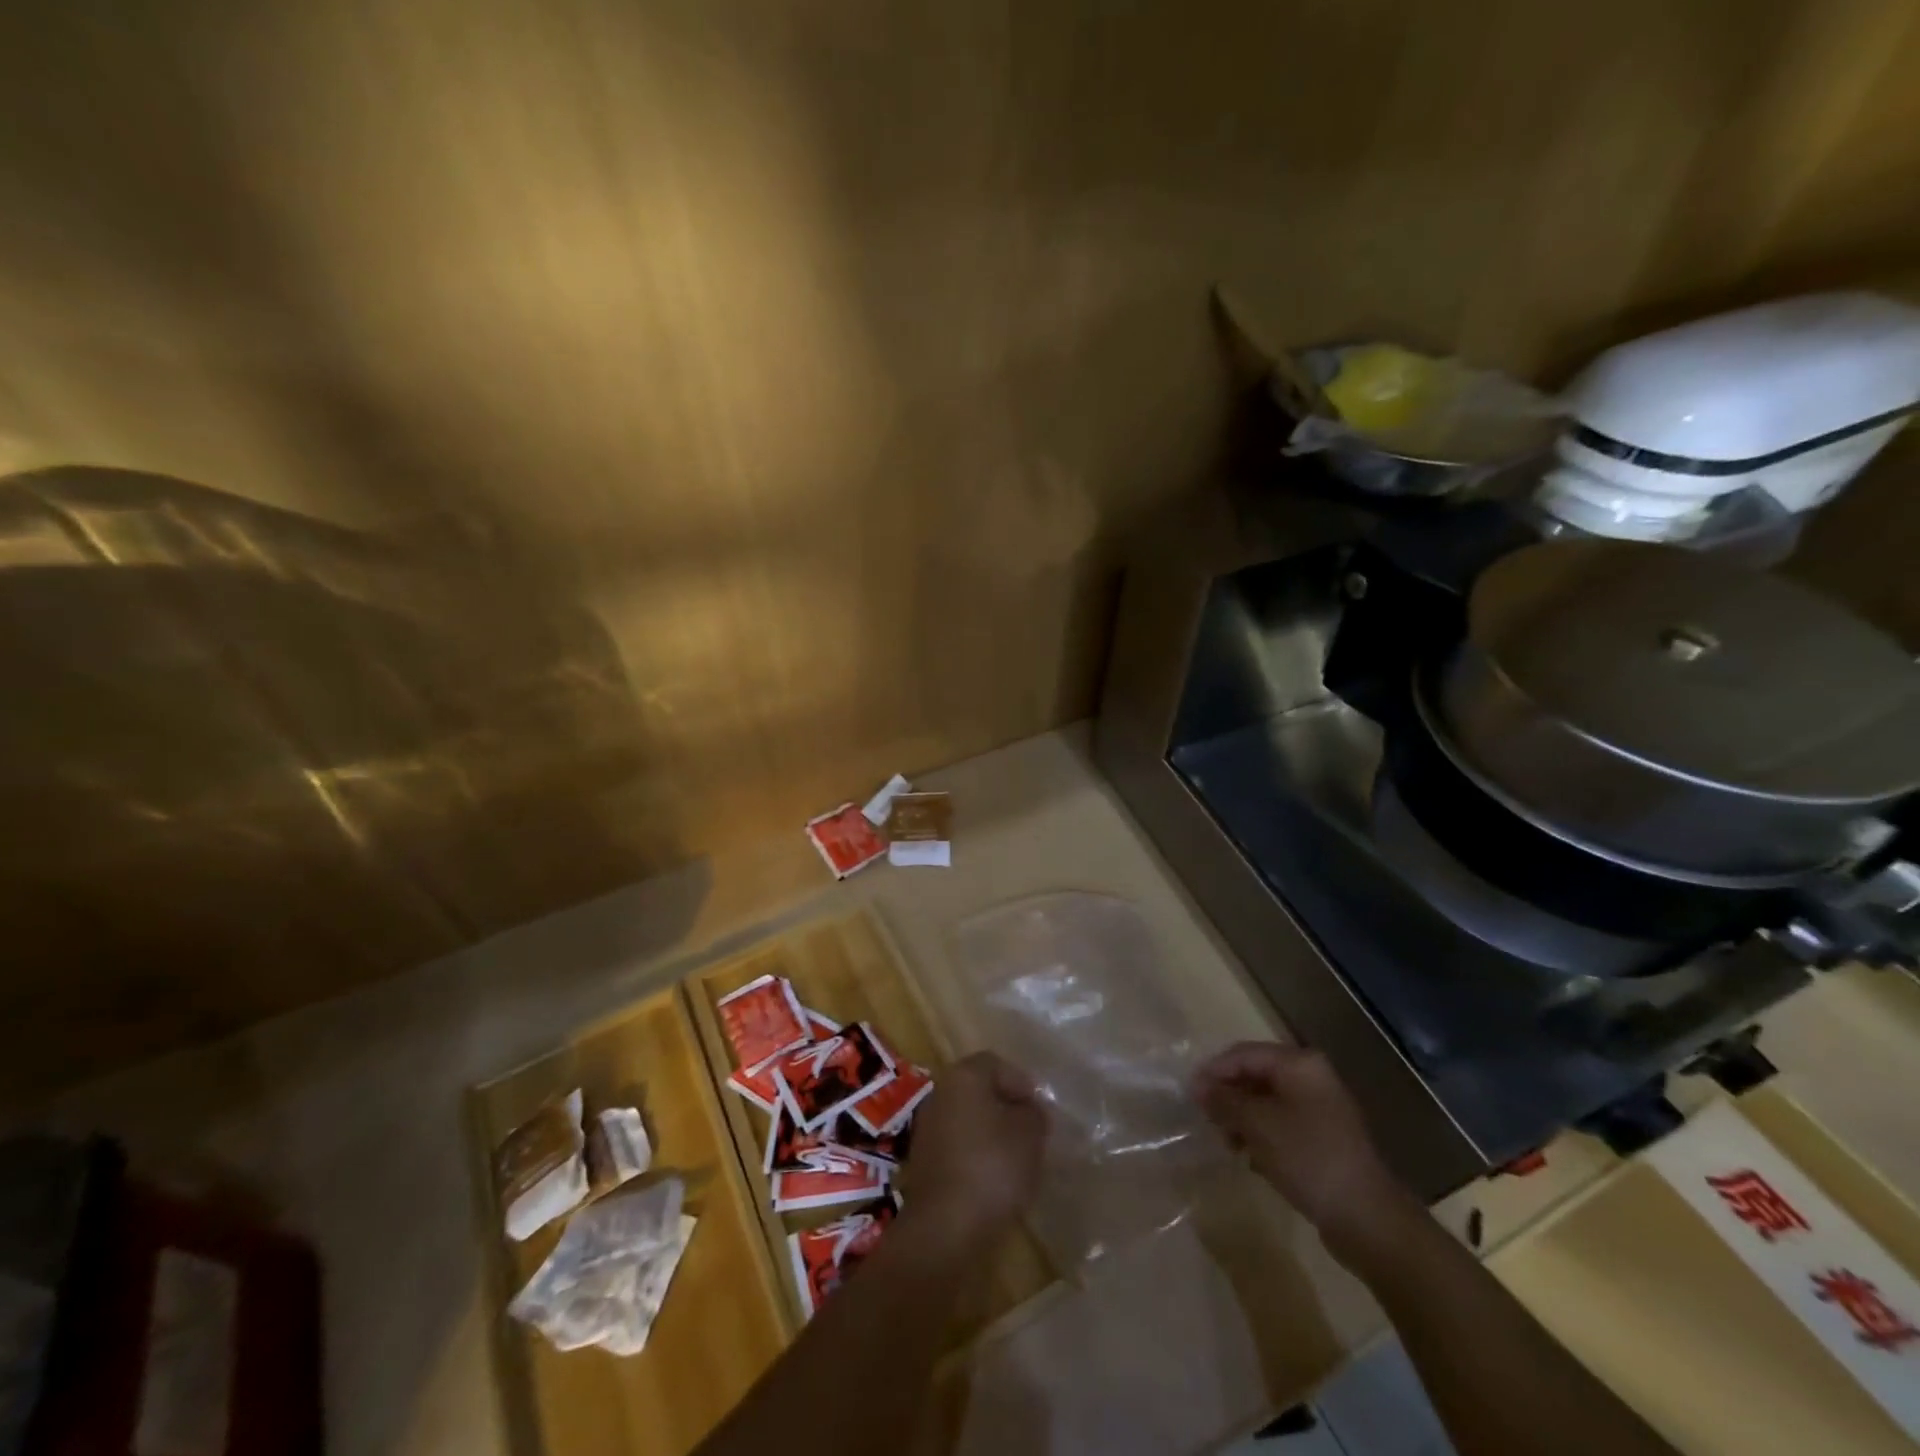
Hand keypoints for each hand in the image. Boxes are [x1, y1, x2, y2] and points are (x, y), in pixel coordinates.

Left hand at [905, 1051, 1047, 1251]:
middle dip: (1006, 1108)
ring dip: (991, 1133)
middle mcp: (941, 1092)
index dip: (1021, 1084)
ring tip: (1016, 1160)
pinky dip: (976, 1155)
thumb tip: (1029, 1111)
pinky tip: (993, 1180)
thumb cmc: (993, 1167)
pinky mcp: (924, 1160)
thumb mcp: (1030, 1135)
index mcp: (964, 1076)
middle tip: (1031, 1133)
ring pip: (968, 1118)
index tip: (1039, 1112)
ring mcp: (928, 1126)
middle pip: (980, 1090)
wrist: (945, 1226)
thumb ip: (1034, 1114)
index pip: (996, 1064)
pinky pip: (957, 1145)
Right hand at [1194, 1042, 1417, 1258]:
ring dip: (1242, 1119)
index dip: (1214, 1071)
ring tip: (1227, 1143)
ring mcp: (1320, 1109)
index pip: (1243, 1054)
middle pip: (1255, 1076)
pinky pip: (1281, 1125)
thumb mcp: (1258, 1125)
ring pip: (1266, 1102)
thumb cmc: (1308, 1158)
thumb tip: (1197, 1085)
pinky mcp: (1323, 1139)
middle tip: (1206, 1120)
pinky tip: (1251, 1159)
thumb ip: (1224, 1100)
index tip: (1190, 1096)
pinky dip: (1262, 1136)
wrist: (1367, 1219)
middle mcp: (1311, 1078)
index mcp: (1299, 1064)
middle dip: (1228, 1097)